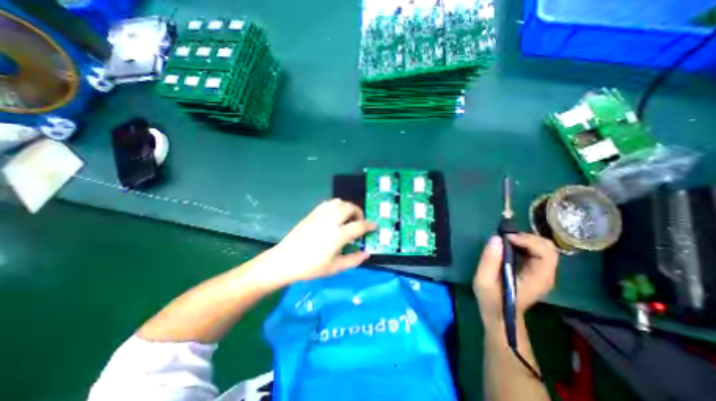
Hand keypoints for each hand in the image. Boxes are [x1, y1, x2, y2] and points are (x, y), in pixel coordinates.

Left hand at [261, 197, 375, 286]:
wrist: (285, 260)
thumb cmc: (311, 267)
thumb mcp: (335, 267)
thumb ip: (354, 260)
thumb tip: (367, 253)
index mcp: (338, 235)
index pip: (359, 225)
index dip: (370, 225)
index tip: (374, 226)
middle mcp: (331, 221)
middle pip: (350, 207)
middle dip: (359, 213)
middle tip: (359, 222)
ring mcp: (320, 215)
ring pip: (339, 202)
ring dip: (347, 207)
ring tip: (347, 217)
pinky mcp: (312, 213)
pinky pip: (328, 203)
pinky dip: (336, 206)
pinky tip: (335, 215)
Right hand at [474, 233, 557, 327]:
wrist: (500, 315)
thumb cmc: (491, 299)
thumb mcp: (484, 280)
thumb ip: (489, 260)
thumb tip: (496, 238)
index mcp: (538, 278)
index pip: (545, 252)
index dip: (527, 240)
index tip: (506, 238)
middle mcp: (546, 274)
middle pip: (548, 247)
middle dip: (527, 237)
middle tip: (505, 237)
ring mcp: (543, 273)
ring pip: (544, 247)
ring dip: (525, 239)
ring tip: (505, 240)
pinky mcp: (537, 271)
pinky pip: (537, 251)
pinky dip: (524, 244)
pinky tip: (510, 246)